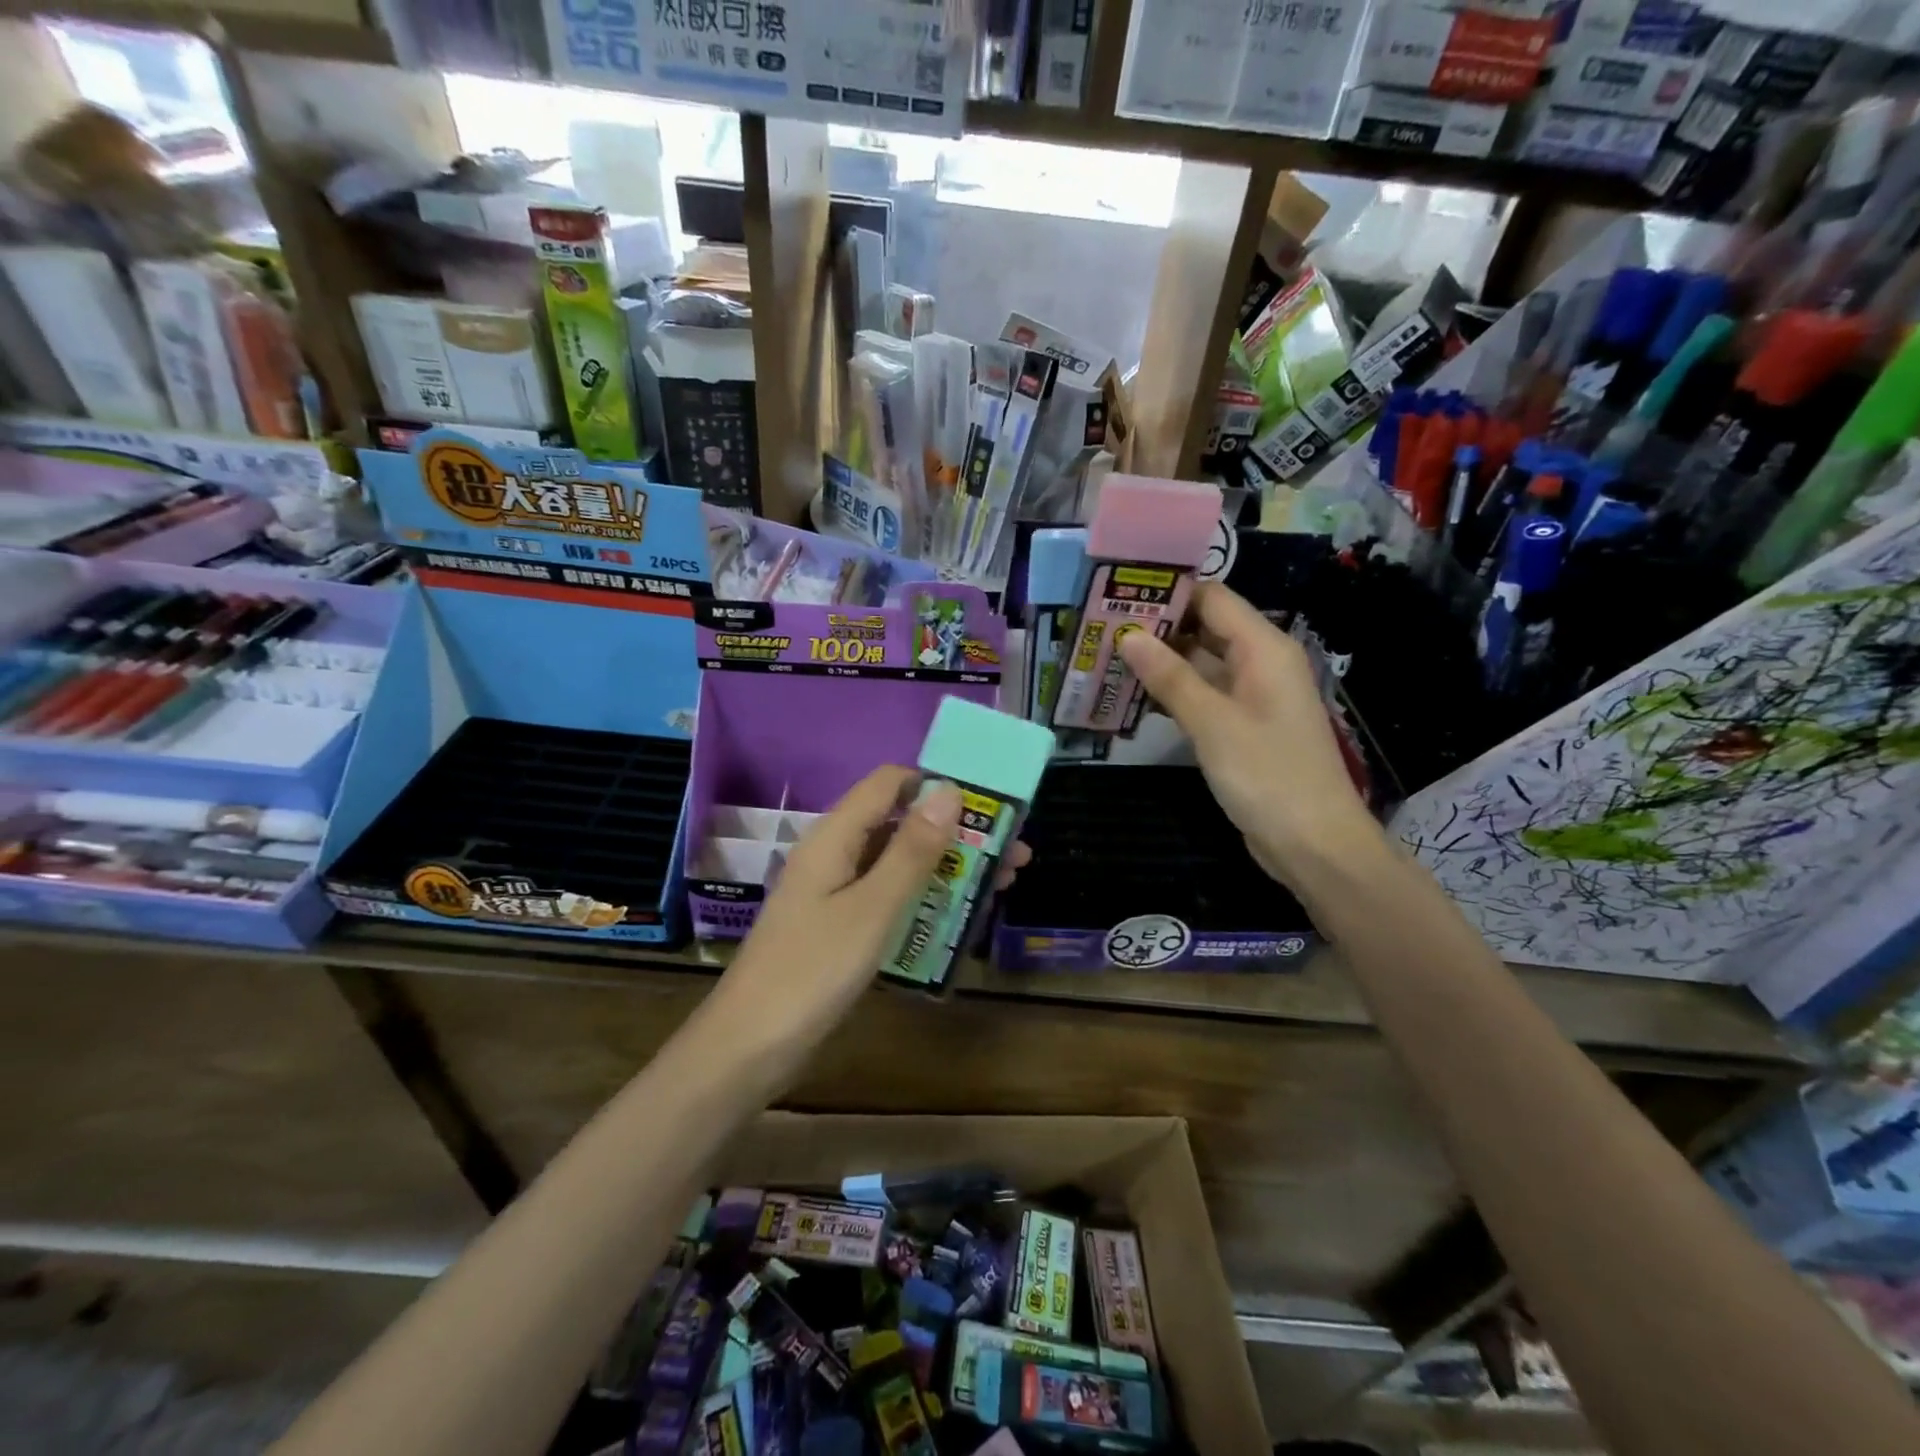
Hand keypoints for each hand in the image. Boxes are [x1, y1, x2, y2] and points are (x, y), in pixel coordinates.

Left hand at [719, 766, 1029, 1045]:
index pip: (890, 783)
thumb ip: (911, 850)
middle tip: (1014, 854)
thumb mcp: (872, 908)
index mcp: (835, 837)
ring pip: (899, 862)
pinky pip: (889, 896)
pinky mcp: (840, 926)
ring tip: (1003, 883)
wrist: (749, 1047)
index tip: (990, 805)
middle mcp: (835, 854)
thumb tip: (949, 791)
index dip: (938, 784)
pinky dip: (926, 898)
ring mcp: (836, 892)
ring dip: (948, 868)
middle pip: (900, 823)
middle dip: (957, 833)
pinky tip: (961, 917)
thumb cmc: (812, 971)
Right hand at [1117, 582, 1380, 889]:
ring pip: (1201, 664)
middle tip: (1101, 627)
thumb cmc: (1268, 775)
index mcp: (1264, 648)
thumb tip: (1128, 635)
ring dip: (1160, 662)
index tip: (1118, 591)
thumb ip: (1170, 677)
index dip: (1168, 592)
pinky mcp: (1242, 727)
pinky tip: (1134, 695)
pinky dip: (1173, 693)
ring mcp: (1252, 697)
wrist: (1314, 844)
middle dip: (1157, 627)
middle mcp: (1260, 663)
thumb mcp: (1213, 723)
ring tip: (1107, 656)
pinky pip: (1204, 695)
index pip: (1213, 599)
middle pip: (1205, 628)